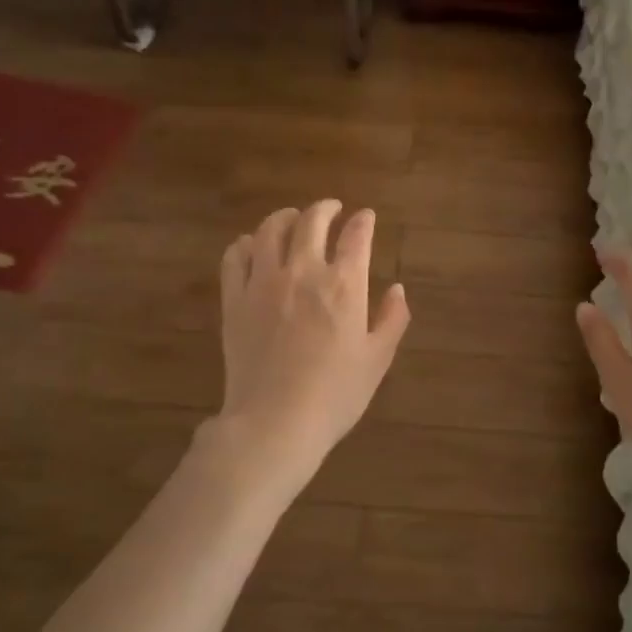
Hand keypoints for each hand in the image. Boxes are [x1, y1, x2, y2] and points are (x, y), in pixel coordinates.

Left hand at [208, 201, 409, 498]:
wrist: (275, 423)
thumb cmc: (335, 395)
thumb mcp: (377, 359)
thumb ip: (392, 319)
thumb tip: (398, 289)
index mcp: (344, 285)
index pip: (356, 236)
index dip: (363, 221)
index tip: (365, 216)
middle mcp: (304, 273)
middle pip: (312, 221)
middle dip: (325, 208)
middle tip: (332, 208)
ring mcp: (264, 283)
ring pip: (270, 230)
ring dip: (285, 217)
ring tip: (292, 218)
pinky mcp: (234, 300)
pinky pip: (235, 257)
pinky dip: (245, 243)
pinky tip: (252, 245)